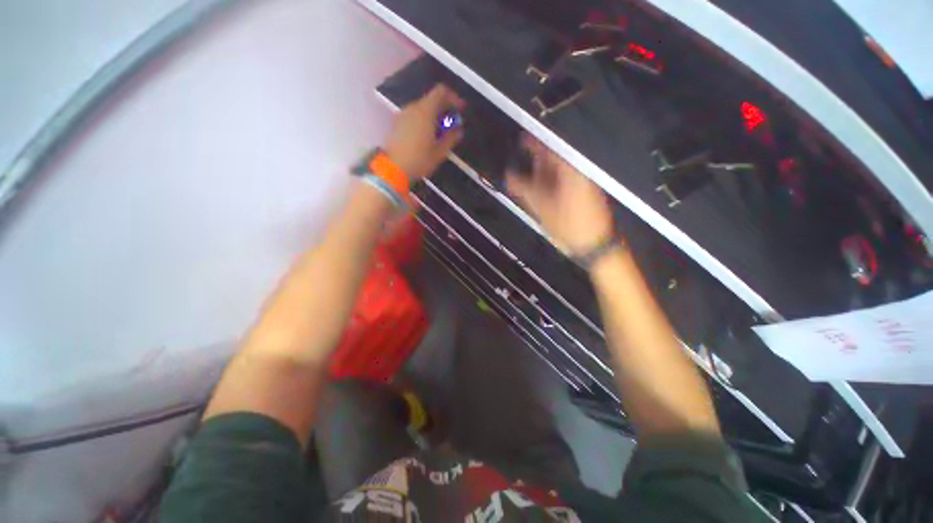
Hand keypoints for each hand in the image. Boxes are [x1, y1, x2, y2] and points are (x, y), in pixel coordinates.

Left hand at [383, 84, 464, 179]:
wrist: (392, 169)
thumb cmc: (419, 160)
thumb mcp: (439, 152)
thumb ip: (451, 138)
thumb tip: (459, 130)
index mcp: (425, 112)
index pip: (441, 92)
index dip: (453, 98)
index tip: (461, 109)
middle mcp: (413, 108)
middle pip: (431, 99)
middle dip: (444, 109)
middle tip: (453, 124)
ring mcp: (403, 115)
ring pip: (422, 108)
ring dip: (434, 116)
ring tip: (441, 132)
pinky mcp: (397, 124)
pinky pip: (414, 116)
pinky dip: (424, 121)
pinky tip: (428, 136)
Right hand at [506, 134, 613, 253]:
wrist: (593, 244)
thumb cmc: (568, 225)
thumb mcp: (541, 207)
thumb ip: (523, 189)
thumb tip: (509, 176)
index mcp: (569, 172)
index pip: (550, 149)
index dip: (534, 143)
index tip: (522, 139)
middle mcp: (577, 174)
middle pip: (555, 160)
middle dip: (536, 161)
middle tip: (521, 163)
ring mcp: (581, 184)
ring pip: (558, 173)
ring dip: (542, 174)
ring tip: (526, 179)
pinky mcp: (582, 195)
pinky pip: (563, 183)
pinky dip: (550, 185)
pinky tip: (540, 192)